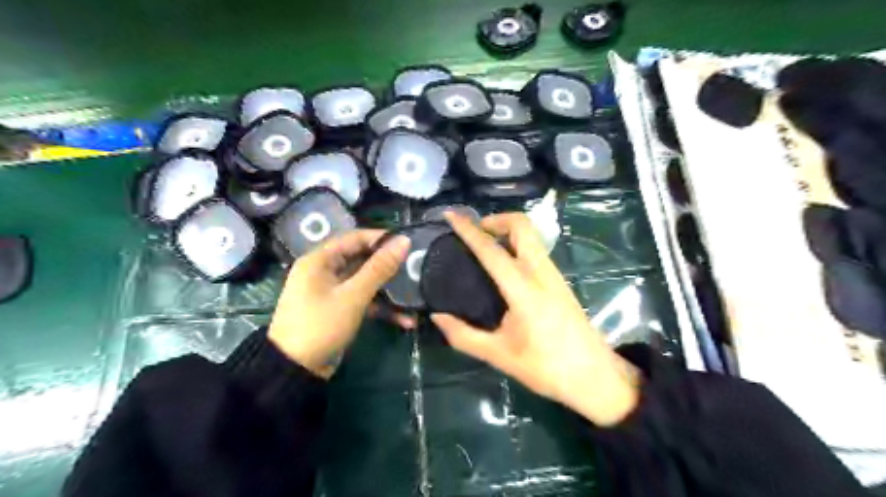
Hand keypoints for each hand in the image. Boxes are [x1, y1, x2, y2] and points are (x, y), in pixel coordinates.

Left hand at [268, 232, 413, 378]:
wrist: (295, 370)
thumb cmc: (320, 325)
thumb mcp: (353, 296)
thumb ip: (379, 268)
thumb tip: (403, 241)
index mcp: (320, 260)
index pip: (355, 238)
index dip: (382, 238)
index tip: (408, 243)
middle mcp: (325, 271)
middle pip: (362, 259)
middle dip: (389, 266)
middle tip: (415, 267)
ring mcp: (332, 291)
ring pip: (366, 282)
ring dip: (389, 290)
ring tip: (415, 292)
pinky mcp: (340, 309)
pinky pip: (364, 300)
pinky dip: (382, 308)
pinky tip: (405, 319)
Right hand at [433, 211, 639, 424]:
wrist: (596, 377)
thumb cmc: (547, 368)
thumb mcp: (499, 355)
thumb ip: (464, 336)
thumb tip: (437, 317)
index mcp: (524, 290)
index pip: (491, 251)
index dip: (468, 230)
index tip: (451, 215)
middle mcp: (541, 273)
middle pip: (522, 226)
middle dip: (496, 220)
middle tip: (474, 232)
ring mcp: (554, 274)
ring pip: (531, 236)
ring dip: (507, 231)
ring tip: (484, 246)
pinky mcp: (560, 281)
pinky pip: (536, 249)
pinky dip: (517, 244)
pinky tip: (504, 265)